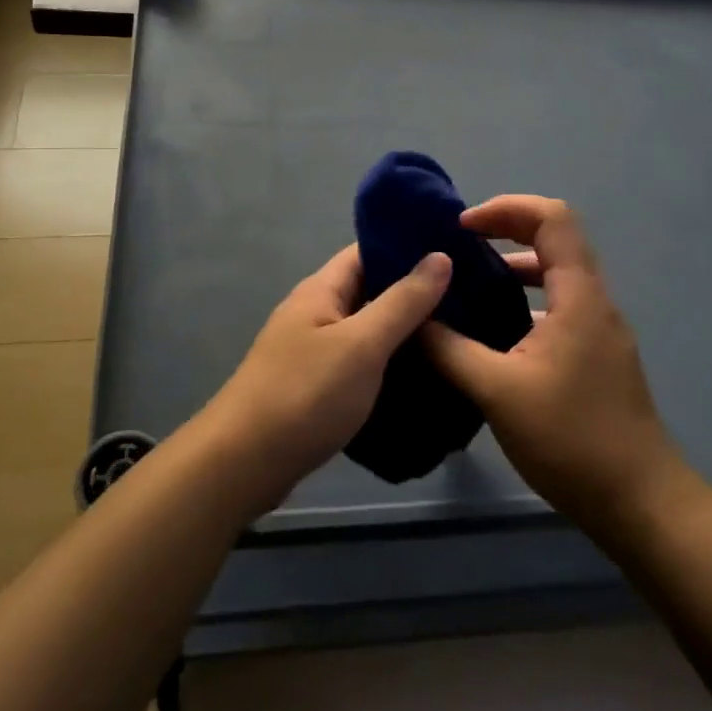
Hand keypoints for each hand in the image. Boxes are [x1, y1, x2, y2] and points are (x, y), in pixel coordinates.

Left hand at [206, 245, 451, 507]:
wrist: (244, 463)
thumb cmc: (305, 394)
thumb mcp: (362, 344)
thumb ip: (402, 302)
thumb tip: (440, 256)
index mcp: (321, 290)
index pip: (367, 251)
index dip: (407, 247)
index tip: (455, 249)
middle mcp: (314, 311)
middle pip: (368, 289)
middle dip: (412, 291)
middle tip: (467, 295)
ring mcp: (311, 349)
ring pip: (365, 328)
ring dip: (402, 329)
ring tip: (455, 331)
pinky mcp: (314, 384)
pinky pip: (357, 360)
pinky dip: (386, 361)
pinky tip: (419, 373)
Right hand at [424, 196, 703, 534]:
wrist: (640, 503)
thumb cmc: (571, 439)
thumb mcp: (497, 391)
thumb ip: (449, 349)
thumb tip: (412, 320)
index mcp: (579, 297)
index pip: (552, 219)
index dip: (506, 208)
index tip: (462, 227)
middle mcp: (594, 302)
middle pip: (555, 239)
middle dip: (505, 230)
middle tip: (457, 245)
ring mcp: (598, 331)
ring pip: (557, 275)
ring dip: (514, 267)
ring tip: (467, 283)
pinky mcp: (595, 357)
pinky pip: (558, 306)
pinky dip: (524, 300)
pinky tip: (491, 331)